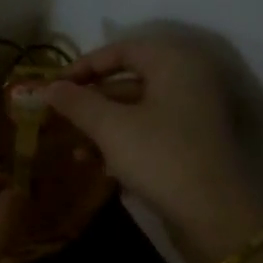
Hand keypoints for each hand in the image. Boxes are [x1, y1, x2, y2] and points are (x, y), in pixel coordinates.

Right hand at [37, 38, 262, 258]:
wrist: (212, 212)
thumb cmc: (160, 156)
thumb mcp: (111, 128)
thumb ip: (78, 103)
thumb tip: (49, 87)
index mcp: (174, 62)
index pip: (122, 50)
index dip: (84, 66)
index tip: (55, 87)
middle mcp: (188, 79)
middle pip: (130, 80)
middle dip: (92, 102)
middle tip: (60, 119)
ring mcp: (193, 113)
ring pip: (138, 110)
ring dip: (103, 128)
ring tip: (76, 152)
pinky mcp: (192, 144)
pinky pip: (151, 132)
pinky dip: (124, 143)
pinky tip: (99, 167)